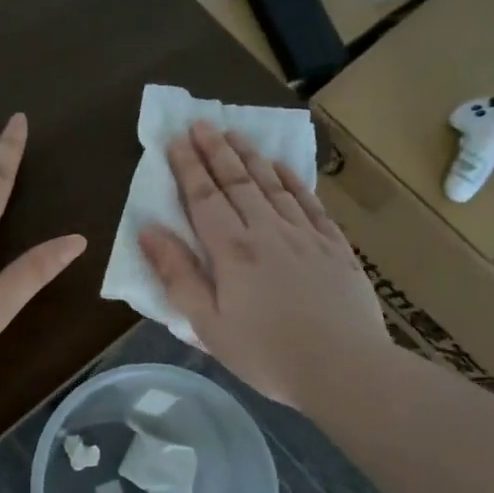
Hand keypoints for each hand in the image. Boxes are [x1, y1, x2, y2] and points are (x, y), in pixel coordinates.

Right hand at [139, 120, 388, 411]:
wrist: (345, 369)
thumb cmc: (266, 354)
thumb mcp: (208, 324)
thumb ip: (178, 275)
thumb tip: (148, 231)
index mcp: (232, 250)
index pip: (204, 197)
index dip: (188, 167)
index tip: (175, 140)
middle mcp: (267, 231)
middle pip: (237, 181)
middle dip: (216, 150)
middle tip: (201, 123)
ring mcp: (305, 235)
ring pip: (273, 184)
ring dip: (251, 156)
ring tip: (235, 133)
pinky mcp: (334, 246)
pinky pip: (310, 203)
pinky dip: (293, 181)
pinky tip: (283, 167)